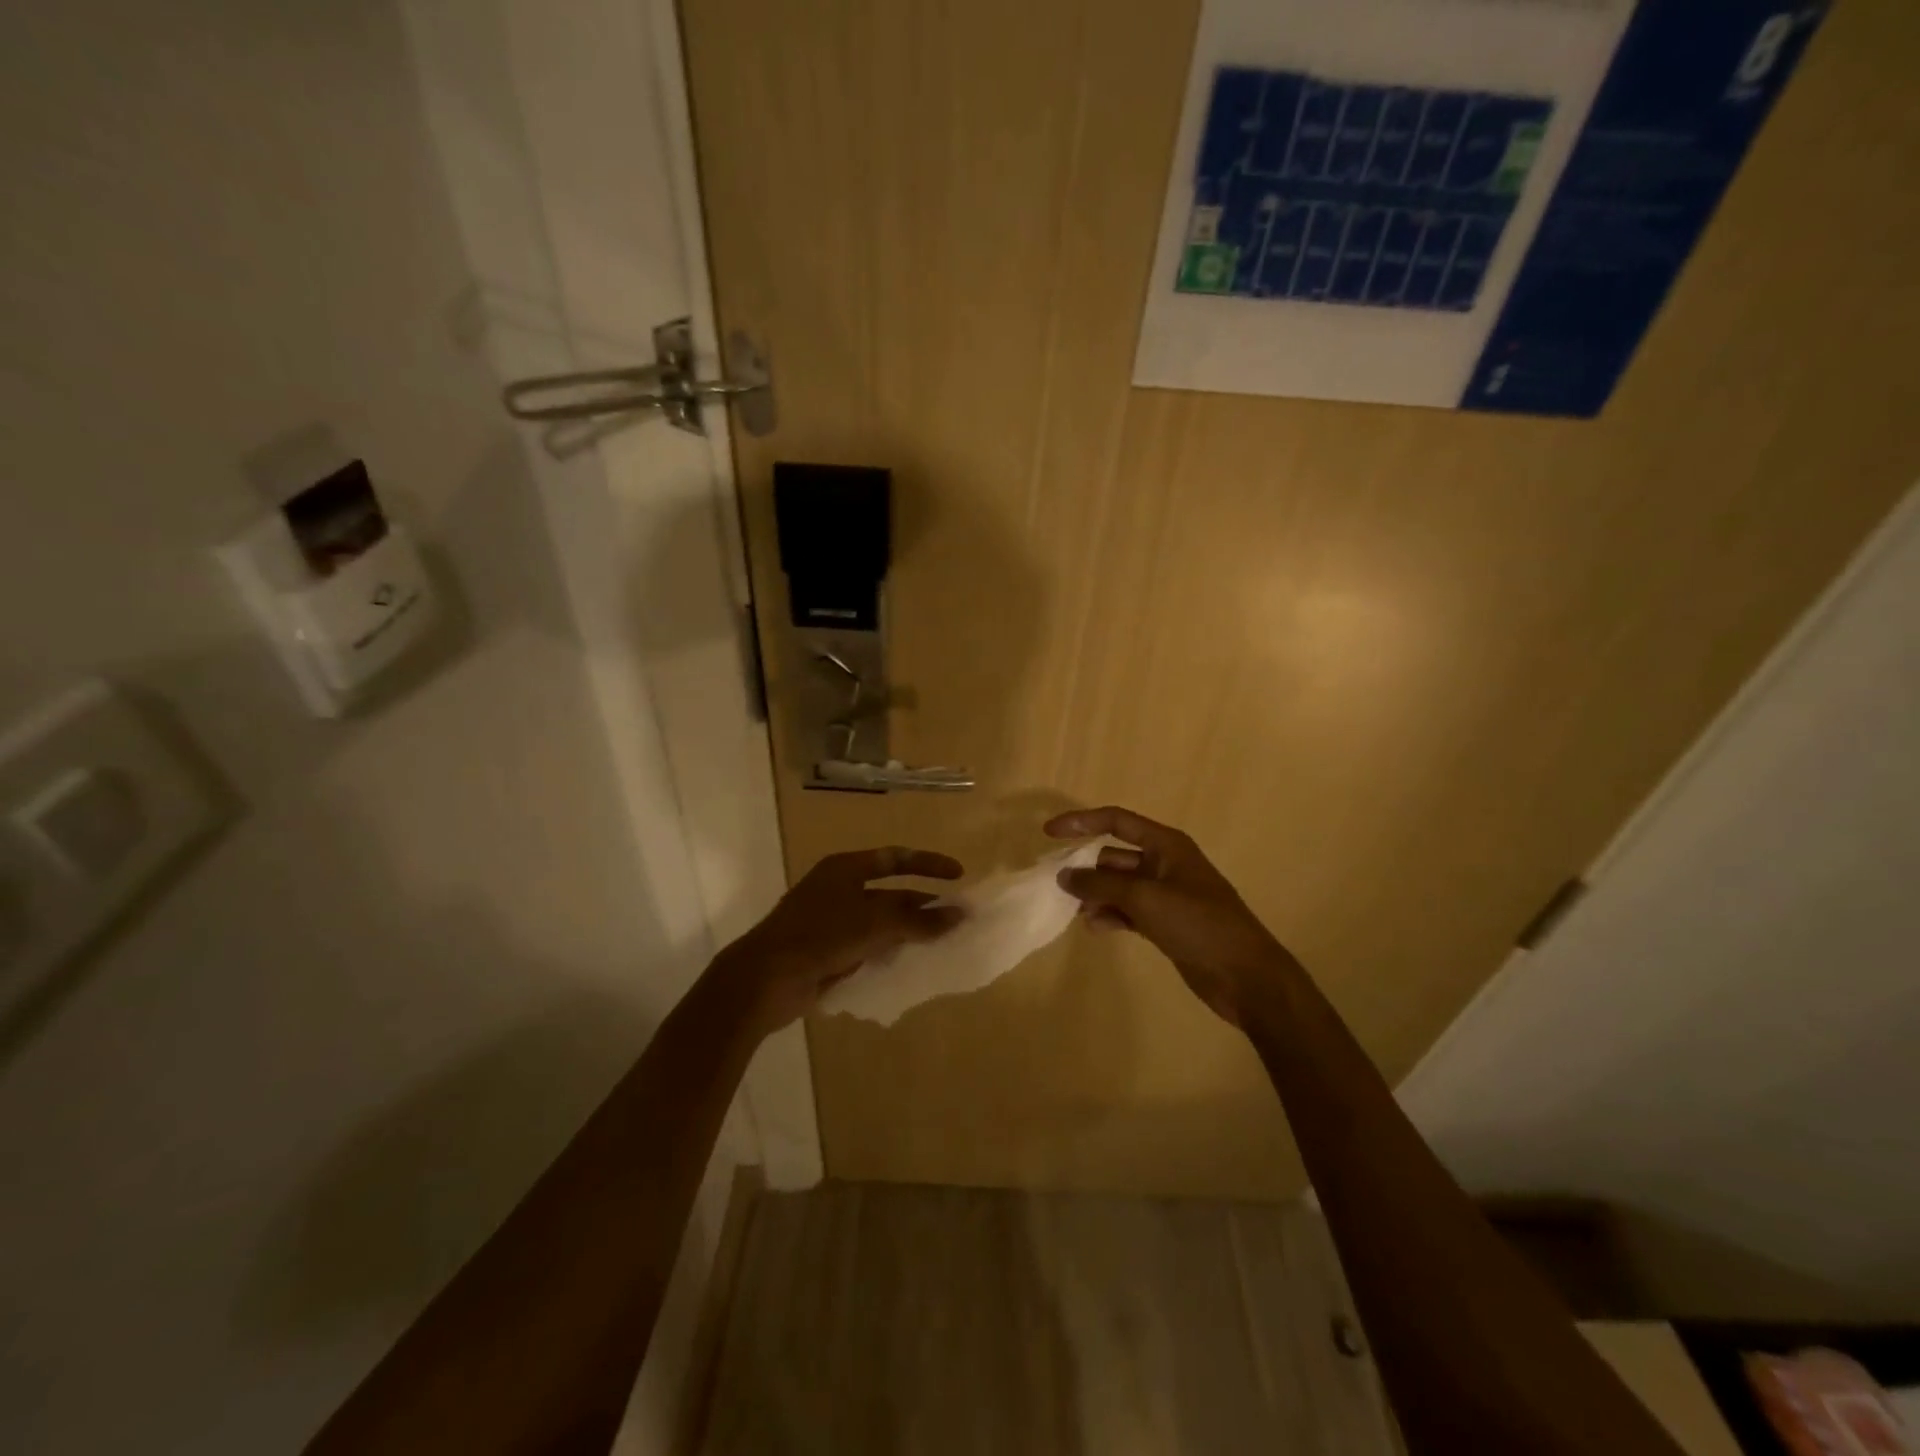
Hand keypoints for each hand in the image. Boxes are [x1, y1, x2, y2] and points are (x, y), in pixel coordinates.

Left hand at [713, 846, 964, 1032]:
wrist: (765, 979)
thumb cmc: (821, 936)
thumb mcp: (876, 924)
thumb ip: (920, 920)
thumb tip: (960, 914)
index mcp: (845, 868)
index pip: (895, 858)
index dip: (928, 864)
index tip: (958, 875)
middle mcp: (838, 889)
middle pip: (889, 891)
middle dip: (922, 903)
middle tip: (956, 917)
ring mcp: (831, 921)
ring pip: (880, 921)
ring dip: (908, 930)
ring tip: (942, 942)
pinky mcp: (827, 951)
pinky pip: (868, 946)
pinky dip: (889, 951)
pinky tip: (911, 963)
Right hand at [1045, 806, 1295, 1026]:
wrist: (1245, 975)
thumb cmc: (1198, 924)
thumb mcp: (1145, 898)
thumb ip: (1101, 884)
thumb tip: (1065, 876)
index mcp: (1166, 845)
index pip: (1115, 821)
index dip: (1081, 822)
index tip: (1049, 833)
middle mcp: (1165, 864)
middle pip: (1114, 855)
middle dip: (1086, 867)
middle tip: (1057, 884)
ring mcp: (1166, 894)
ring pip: (1119, 885)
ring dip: (1096, 894)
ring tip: (1076, 911)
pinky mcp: (1166, 923)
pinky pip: (1128, 910)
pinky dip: (1111, 915)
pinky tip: (1096, 928)